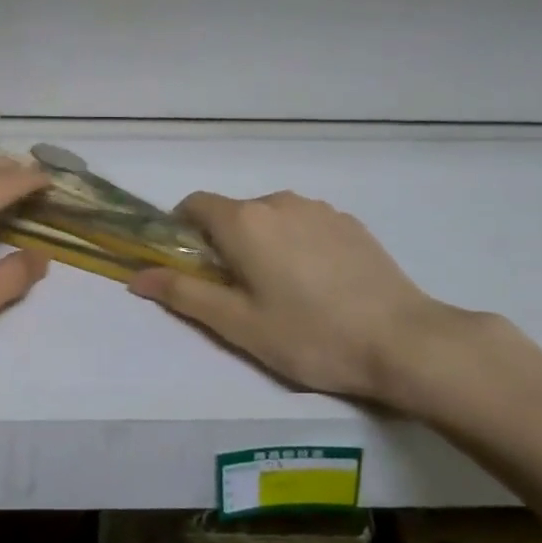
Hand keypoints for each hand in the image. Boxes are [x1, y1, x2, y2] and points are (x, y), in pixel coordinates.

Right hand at [129, 190, 463, 409]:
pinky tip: (319, 285)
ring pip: (271, 218)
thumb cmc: (310, 335)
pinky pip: (305, 224)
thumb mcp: (237, 324)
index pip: (194, 204)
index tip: (192, 267)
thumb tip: (136, 277)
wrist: (404, 340)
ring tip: (284, 292)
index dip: (181, 231)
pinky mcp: (350, 222)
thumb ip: (183, 294)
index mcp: (244, 221)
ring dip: (262, 243)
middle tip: (238, 293)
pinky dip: (297, 244)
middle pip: (233, 213)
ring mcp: (319, 209)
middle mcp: (278, 201)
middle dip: (224, 244)